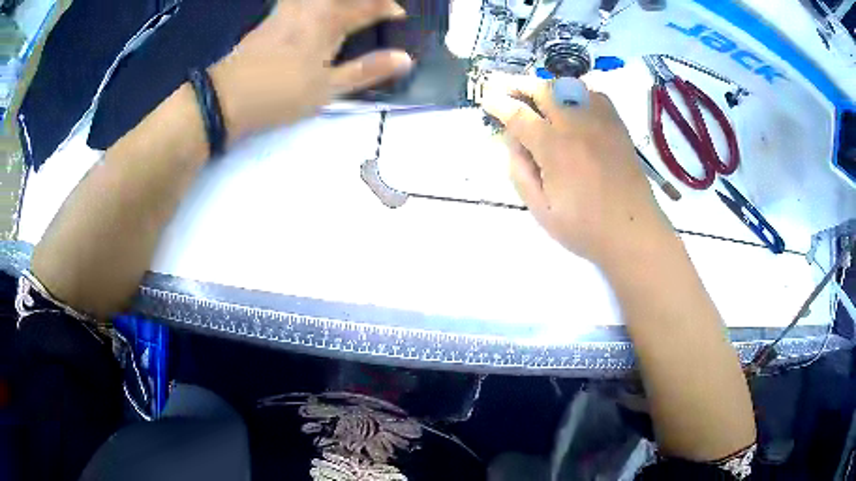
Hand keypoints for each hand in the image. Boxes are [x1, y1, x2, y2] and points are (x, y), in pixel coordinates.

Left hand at [210, 0, 412, 141]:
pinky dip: (314, 2)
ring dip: (341, 0)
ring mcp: (288, 9)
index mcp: (329, 20)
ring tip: (349, 8)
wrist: (226, 97)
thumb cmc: (280, 94)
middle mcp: (311, 6)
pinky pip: (298, 0)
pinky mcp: (271, 16)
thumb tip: (406, 58)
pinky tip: (314, 9)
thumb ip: (366, 70)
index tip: (399, 16)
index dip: (388, 9)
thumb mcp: (327, 88)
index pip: (369, 6)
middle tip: (376, 8)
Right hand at [481, 75, 672, 265]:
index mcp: (555, 149)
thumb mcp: (541, 210)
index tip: (486, 98)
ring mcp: (601, 122)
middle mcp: (577, 125)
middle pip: (543, 90)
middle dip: (519, 84)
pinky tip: (571, 103)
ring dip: (547, 86)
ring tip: (535, 94)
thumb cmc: (585, 228)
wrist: (633, 232)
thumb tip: (512, 140)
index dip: (498, 103)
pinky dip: (576, 92)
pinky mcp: (617, 125)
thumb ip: (520, 172)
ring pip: (569, 86)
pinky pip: (594, 94)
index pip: (519, 115)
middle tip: (504, 86)